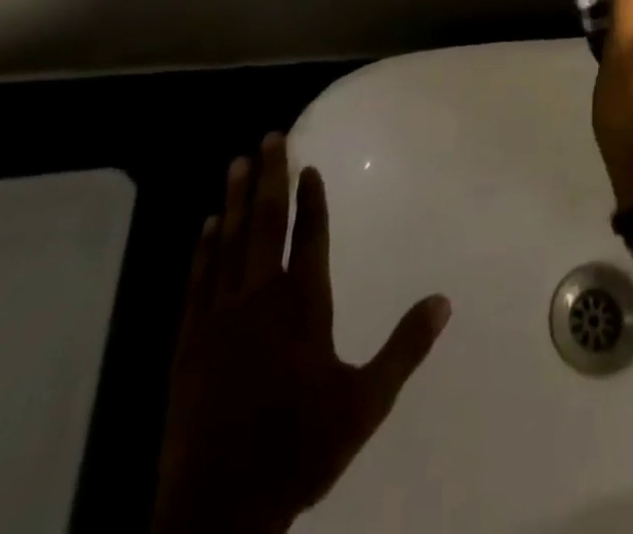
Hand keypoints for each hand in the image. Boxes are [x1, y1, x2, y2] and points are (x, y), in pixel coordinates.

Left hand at [151, 134, 450, 533]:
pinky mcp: (187, 344)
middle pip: (266, 225)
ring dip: (236, 200)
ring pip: (228, 244)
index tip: (310, 164)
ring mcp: (218, 320)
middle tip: (269, 136)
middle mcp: (260, 300)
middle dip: (271, 177)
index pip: (310, 237)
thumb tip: (445, 299)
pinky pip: (197, 282)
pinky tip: (206, 225)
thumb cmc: (298, 449)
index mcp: (303, 308)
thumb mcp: (365, 404)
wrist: (216, 514)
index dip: (312, 199)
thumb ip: (405, 348)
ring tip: (238, 162)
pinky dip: (203, 249)